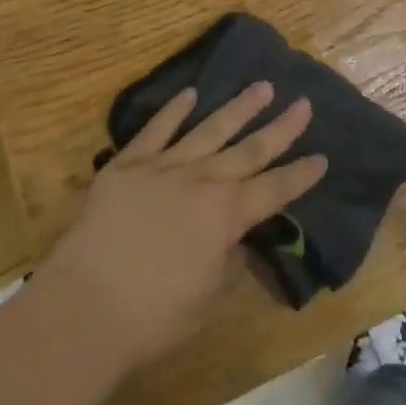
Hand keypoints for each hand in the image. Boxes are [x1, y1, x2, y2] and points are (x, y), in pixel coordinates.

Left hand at [33, 82, 327, 374]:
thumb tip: (238, 239)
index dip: (301, 175)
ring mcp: (164, 167)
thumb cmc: (152, 317)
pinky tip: (191, 93)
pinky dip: (174, 110)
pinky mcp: (128, 165)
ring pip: (210, 129)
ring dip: (238, 108)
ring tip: (262, 86)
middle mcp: (203, 181)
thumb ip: (228, 262)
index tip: (322, 157)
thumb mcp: (207, 298)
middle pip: (250, 150)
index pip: (275, 189)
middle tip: (303, 103)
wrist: (83, 308)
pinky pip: (156, 130)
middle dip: (281, 127)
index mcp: (227, 216)